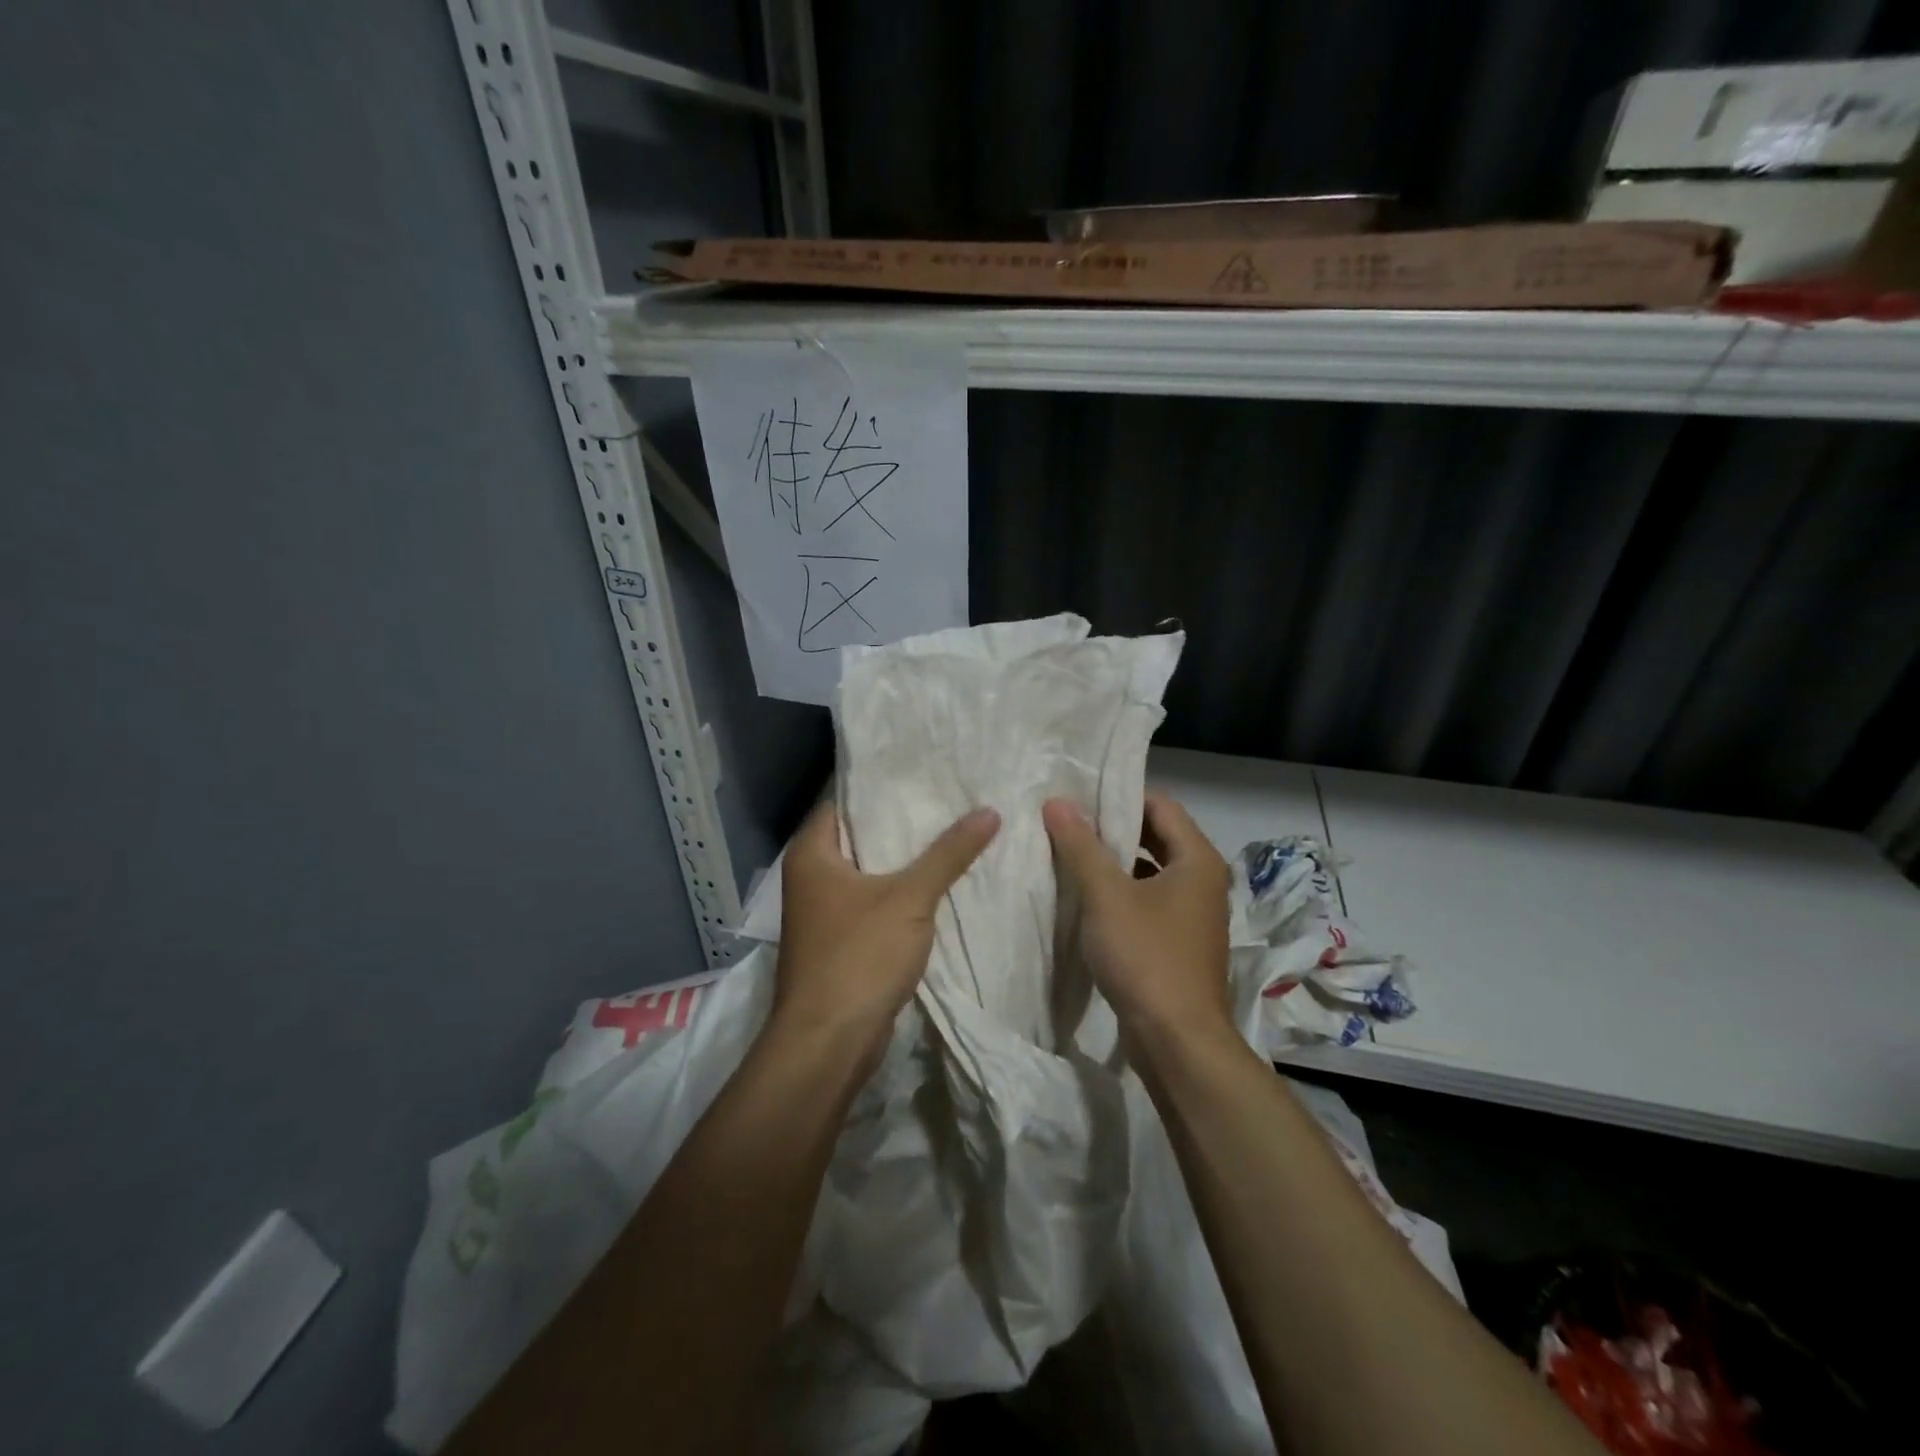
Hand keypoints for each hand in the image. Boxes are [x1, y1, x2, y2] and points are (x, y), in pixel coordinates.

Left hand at [771, 801, 999, 1068]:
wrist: (829, 1043)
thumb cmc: (858, 956)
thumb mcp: (910, 899)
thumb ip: (948, 853)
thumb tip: (990, 811)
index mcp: (812, 853)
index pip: (844, 800)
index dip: (882, 784)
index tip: (923, 770)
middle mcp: (811, 876)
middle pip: (860, 835)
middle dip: (902, 821)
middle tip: (948, 798)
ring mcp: (824, 911)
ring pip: (870, 871)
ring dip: (905, 858)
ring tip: (953, 830)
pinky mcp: (841, 940)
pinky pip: (874, 901)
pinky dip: (901, 891)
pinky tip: (939, 881)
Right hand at [1043, 793, 1232, 1048]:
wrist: (1177, 1041)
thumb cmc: (1146, 956)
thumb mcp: (1106, 896)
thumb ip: (1081, 846)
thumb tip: (1057, 802)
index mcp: (1197, 859)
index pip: (1160, 805)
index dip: (1120, 795)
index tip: (1080, 794)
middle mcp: (1202, 881)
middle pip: (1157, 836)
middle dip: (1113, 828)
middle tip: (1068, 819)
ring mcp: (1193, 914)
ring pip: (1150, 871)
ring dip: (1114, 862)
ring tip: (1070, 852)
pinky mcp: (1178, 942)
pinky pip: (1148, 901)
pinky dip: (1121, 893)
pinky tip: (1086, 898)